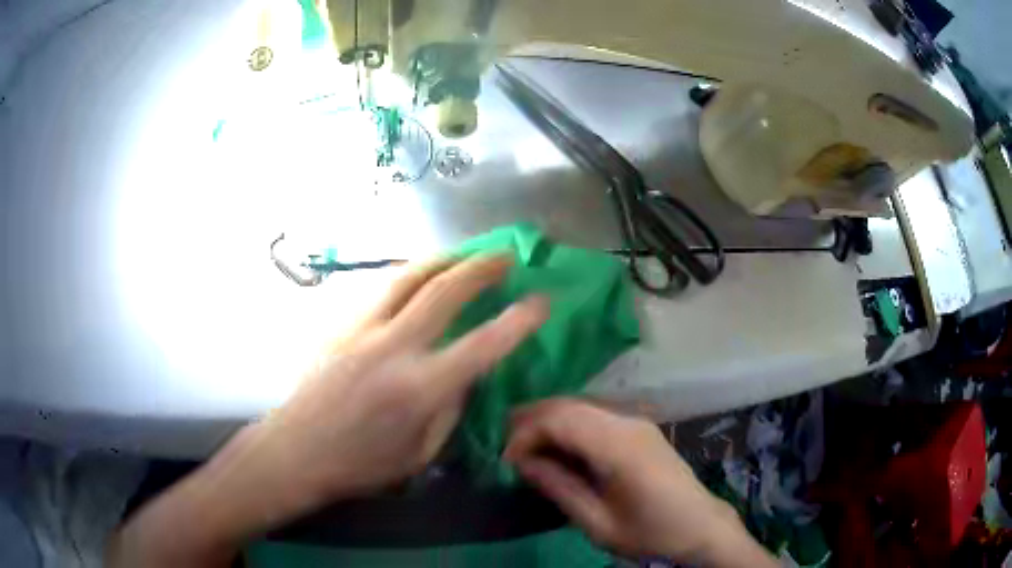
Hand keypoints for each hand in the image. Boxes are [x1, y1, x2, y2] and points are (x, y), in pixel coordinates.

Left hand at [110, 255, 547, 567]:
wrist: (296, 450)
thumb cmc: (360, 465)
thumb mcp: (420, 452)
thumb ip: (449, 409)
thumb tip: (463, 375)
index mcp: (420, 388)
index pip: (484, 344)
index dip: (520, 320)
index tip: (542, 300)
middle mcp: (394, 348)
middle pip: (446, 290)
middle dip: (482, 267)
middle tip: (506, 256)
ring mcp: (363, 329)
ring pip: (409, 276)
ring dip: (443, 259)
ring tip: (464, 254)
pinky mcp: (341, 324)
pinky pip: (382, 289)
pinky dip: (410, 276)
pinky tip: (419, 278)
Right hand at [504, 399, 775, 566]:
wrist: (700, 526)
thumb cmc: (650, 531)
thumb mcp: (598, 523)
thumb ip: (559, 488)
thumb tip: (521, 462)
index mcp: (620, 446)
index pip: (561, 419)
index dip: (526, 433)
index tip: (506, 460)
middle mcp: (628, 421)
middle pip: (569, 404)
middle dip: (531, 420)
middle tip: (506, 446)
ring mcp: (637, 420)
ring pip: (581, 404)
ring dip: (548, 419)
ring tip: (524, 445)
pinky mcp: (639, 427)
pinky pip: (595, 415)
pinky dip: (569, 424)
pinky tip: (557, 445)